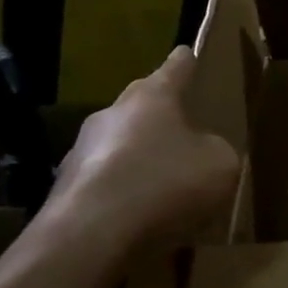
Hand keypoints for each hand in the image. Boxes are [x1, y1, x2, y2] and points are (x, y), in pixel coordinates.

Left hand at [36, 46, 239, 276]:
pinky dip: (124, 195)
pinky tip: (141, 220)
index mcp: (152, 97)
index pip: (174, 68)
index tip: (187, 53)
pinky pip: (107, 184)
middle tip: (185, 134)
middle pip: (142, 107)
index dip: (186, 62)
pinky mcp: (67, 189)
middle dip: (162, 119)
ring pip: (121, 147)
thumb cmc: (165, 184)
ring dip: (141, 160)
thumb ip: (217, 151)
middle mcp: (112, 114)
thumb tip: (203, 152)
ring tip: (166, 189)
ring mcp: (82, 151)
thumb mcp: (220, 165)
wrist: (92, 234)